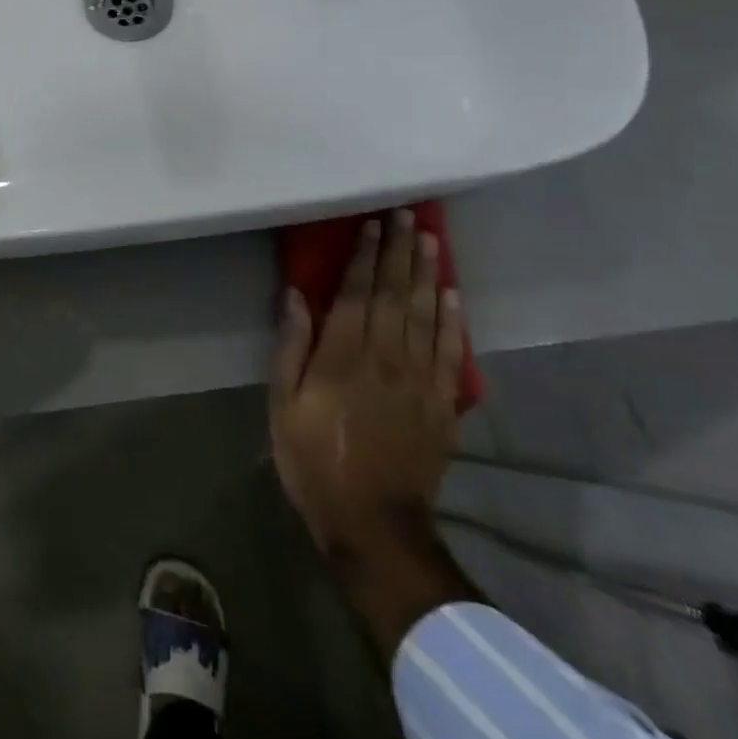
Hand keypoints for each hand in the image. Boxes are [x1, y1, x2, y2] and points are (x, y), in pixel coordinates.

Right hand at [270, 210, 464, 562]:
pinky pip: (453, 354)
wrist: (373, 524)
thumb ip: (291, 346)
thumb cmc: (314, 459)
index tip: (372, 222)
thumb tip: (296, 294)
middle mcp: (387, 358)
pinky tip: (453, 295)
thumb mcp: (282, 404)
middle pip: (397, 294)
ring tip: (431, 239)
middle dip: (400, 251)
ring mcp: (421, 380)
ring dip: (429, 274)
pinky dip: (455, 321)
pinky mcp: (443, 404)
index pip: (358, 292)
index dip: (365, 255)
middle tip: (407, 215)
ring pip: (427, 315)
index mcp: (344, 355)